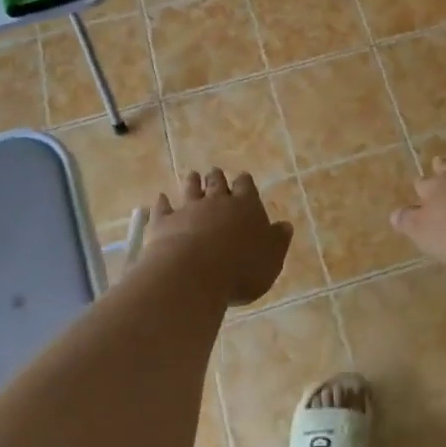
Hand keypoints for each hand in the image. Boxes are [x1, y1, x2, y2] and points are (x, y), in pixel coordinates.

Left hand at [143, 168, 291, 306]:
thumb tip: (285, 225)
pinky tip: (160, 199)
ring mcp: (188, 209)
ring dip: (192, 182)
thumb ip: (278, 241)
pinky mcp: (164, 222)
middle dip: (217, 177)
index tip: (243, 178)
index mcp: (246, 206)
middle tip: (215, 172)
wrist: (193, 274)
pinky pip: (162, 208)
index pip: (246, 186)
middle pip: (217, 182)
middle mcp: (216, 201)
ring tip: (192, 175)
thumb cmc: (240, 270)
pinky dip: (162, 203)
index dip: (245, 182)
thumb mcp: (271, 260)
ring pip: (190, 189)